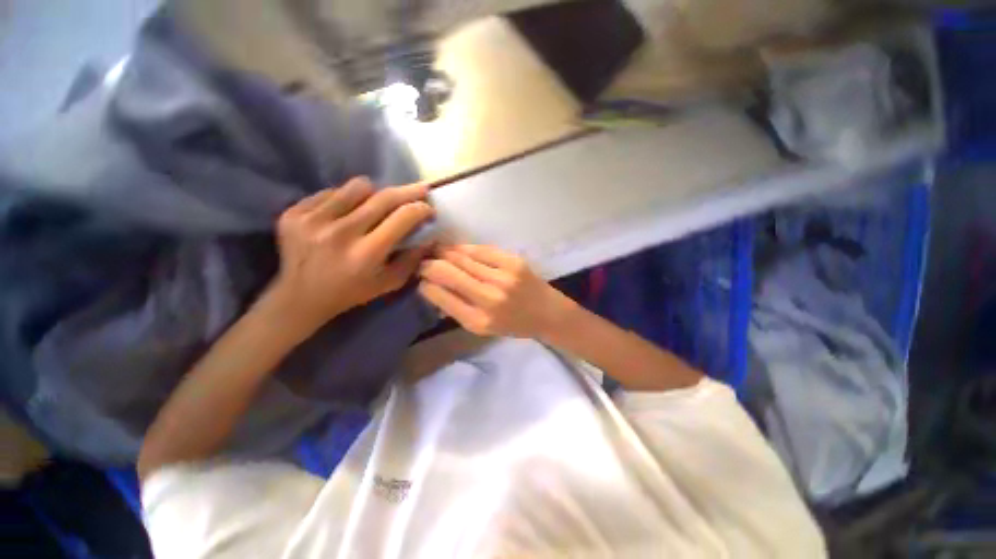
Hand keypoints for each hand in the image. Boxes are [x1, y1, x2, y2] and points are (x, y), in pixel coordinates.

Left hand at [268, 177, 433, 334]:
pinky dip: (345, 200)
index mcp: (366, 253)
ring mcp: (313, 220)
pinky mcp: (294, 212)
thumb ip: (413, 259)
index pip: (402, 217)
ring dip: (374, 194)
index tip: (429, 208)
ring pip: (358, 187)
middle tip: (420, 190)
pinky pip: (332, 192)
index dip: (421, 209)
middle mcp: (340, 233)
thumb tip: (430, 235)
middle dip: (408, 191)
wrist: (300, 296)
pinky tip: (345, 215)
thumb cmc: (352, 291)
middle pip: (383, 197)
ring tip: (375, 206)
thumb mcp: (390, 283)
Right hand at [417, 245, 574, 338]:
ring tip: (435, 250)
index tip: (419, 277)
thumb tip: (431, 286)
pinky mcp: (513, 261)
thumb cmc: (513, 324)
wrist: (547, 313)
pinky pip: (480, 249)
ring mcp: (503, 277)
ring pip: (462, 257)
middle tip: (422, 259)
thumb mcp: (482, 327)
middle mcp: (489, 298)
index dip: (426, 283)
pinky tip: (457, 249)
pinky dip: (464, 248)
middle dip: (429, 263)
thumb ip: (456, 308)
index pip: (441, 296)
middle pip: (448, 272)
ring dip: (444, 252)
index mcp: (479, 321)